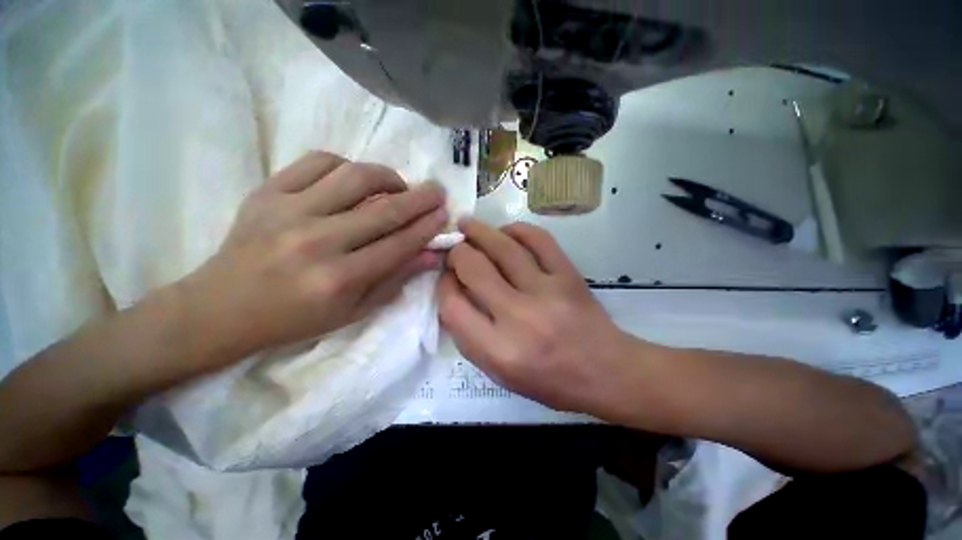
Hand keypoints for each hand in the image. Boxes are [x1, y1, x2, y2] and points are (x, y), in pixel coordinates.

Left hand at [182, 151, 447, 364]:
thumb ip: (395, 280)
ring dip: (388, 177)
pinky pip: (317, 162)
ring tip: (399, 185)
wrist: (222, 308)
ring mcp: (289, 211)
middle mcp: (318, 242)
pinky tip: (355, 179)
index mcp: (339, 279)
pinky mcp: (267, 192)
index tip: (444, 214)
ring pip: (354, 176)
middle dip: (420, 198)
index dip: (427, 227)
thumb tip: (430, 254)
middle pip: (385, 209)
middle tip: (437, 191)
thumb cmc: (295, 318)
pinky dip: (346, 165)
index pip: (399, 244)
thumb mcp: (353, 311)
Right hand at [438, 219, 636, 414]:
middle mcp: (520, 318)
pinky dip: (517, 229)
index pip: (452, 306)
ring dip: (479, 231)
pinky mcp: (568, 275)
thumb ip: (470, 336)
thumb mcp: (499, 373)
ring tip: (467, 224)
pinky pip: (538, 239)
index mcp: (499, 351)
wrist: (605, 371)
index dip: (443, 285)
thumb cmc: (549, 380)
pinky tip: (506, 231)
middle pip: (474, 268)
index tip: (446, 277)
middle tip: (455, 247)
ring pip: (503, 247)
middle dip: (458, 253)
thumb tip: (454, 291)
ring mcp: (547, 291)